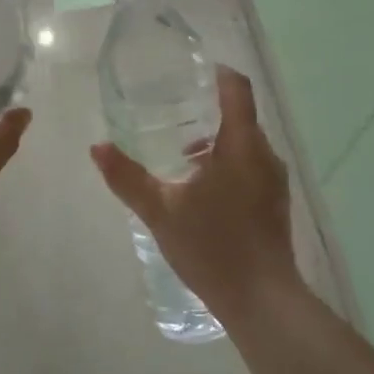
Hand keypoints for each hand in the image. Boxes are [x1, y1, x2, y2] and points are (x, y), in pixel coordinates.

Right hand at [89, 65, 300, 324]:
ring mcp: (274, 181)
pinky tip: (200, 189)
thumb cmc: (213, 247)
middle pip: (240, 116)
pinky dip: (227, 163)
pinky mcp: (275, 203)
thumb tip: (97, 147)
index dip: (217, 73)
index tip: (191, 72)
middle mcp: (265, 155)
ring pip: (245, 144)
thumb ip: (127, 177)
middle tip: (172, 112)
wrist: (262, 301)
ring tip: (180, 154)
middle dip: (208, 110)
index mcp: (242, 145)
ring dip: (216, 141)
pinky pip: (251, 166)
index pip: (237, 89)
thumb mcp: (160, 211)